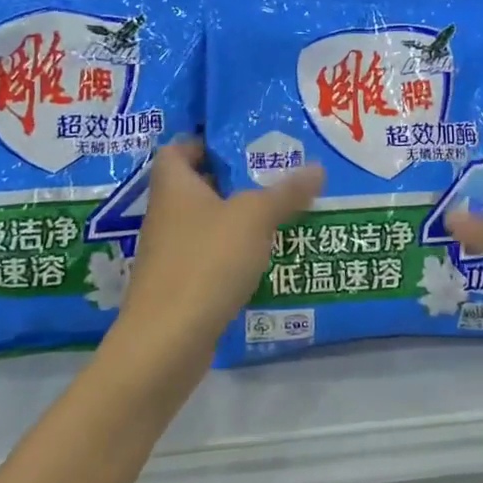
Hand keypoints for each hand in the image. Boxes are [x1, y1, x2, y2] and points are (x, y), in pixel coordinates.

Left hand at [106, 142, 323, 394]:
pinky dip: (233, 254)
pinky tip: (264, 259)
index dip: (204, 142)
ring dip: (237, 219)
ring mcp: (170, 253)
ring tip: (280, 214)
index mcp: (173, 186)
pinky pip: (209, 257)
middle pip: (197, 186)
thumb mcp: (254, 218)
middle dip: (233, 181)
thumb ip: (285, 192)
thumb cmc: (206, 262)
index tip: (242, 143)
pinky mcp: (179, 286)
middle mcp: (166, 214)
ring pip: (206, 224)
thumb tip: (317, 167)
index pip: (178, 149)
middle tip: (274, 175)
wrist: (167, 340)